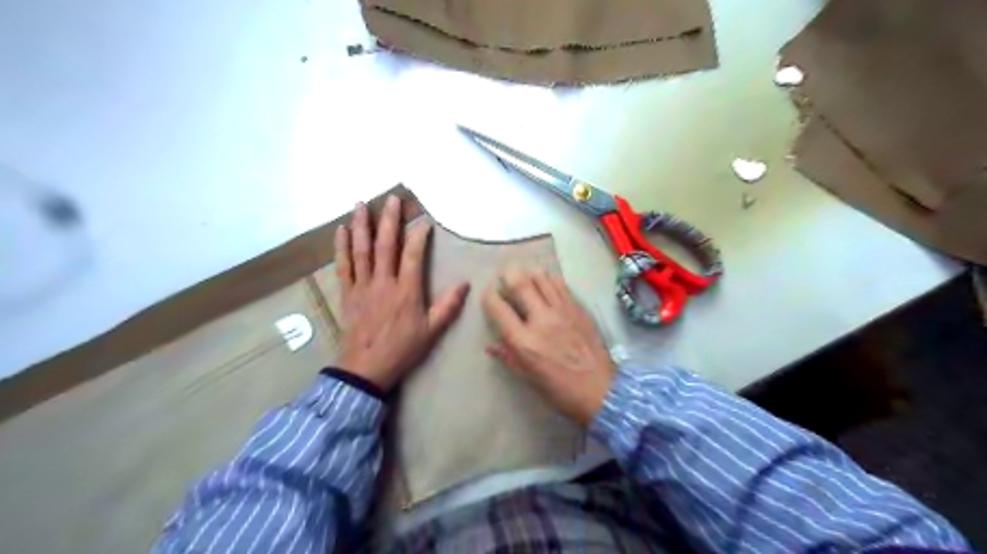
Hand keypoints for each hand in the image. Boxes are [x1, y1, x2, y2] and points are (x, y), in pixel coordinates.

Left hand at [335, 196, 468, 390]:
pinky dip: (342, 246)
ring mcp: (362, 285)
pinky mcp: (347, 292)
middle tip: (391, 198)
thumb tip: (465, 284)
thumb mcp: (432, 331)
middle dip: (389, 219)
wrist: (366, 369)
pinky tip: (341, 230)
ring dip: (362, 225)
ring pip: (361, 249)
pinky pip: (344, 265)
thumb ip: (448, 306)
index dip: (418, 235)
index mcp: (406, 290)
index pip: (413, 255)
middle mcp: (383, 282)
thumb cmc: (402, 349)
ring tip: (361, 203)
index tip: (423, 220)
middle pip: (385, 244)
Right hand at [482, 268, 614, 422]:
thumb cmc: (560, 391)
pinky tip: (547, 282)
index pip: (498, 308)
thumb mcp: (528, 378)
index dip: (489, 297)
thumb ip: (508, 357)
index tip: (488, 294)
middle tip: (505, 273)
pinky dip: (550, 279)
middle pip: (520, 284)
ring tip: (525, 274)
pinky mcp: (578, 309)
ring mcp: (562, 312)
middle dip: (508, 273)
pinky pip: (561, 285)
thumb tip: (491, 345)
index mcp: (523, 342)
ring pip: (542, 278)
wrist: (602, 391)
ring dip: (529, 273)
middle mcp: (541, 320)